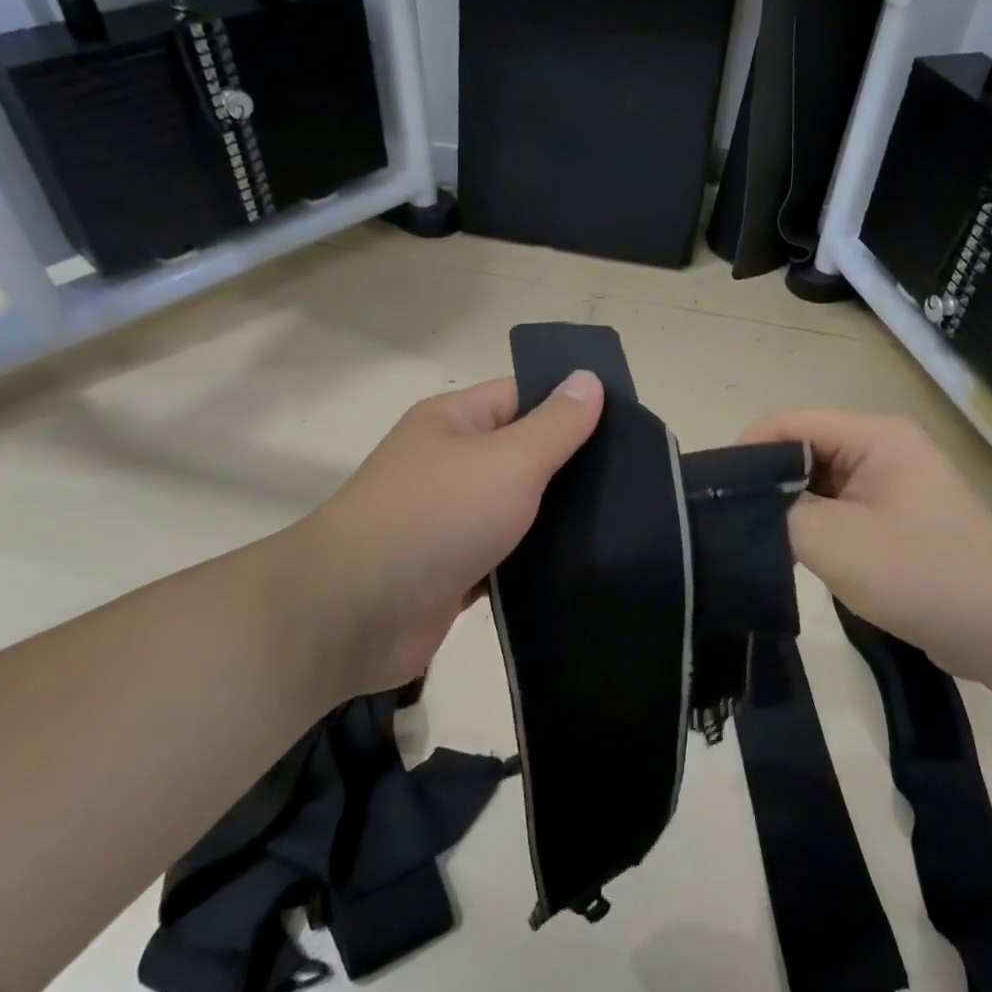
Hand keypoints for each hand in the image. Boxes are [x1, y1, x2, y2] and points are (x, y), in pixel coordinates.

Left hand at [292, 371, 603, 701]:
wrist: (355, 613)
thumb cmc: (437, 516)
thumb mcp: (508, 459)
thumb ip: (555, 424)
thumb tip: (587, 378)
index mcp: (455, 422)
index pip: (523, 396)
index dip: (573, 405)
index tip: (628, 425)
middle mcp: (450, 464)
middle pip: (524, 455)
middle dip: (573, 467)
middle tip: (636, 481)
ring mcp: (450, 520)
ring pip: (519, 510)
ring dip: (559, 519)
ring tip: (623, 523)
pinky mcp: (454, 571)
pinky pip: (507, 557)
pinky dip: (536, 561)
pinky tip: (585, 565)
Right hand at [741, 409, 991, 681]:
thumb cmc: (923, 574)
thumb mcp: (836, 542)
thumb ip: (781, 514)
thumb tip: (749, 506)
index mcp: (875, 437)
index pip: (791, 423)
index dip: (747, 449)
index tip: (713, 489)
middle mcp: (884, 449)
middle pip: (805, 450)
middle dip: (767, 481)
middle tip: (727, 519)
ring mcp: (894, 485)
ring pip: (821, 483)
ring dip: (791, 508)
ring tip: (754, 537)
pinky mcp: (898, 519)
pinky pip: (842, 509)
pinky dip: (815, 526)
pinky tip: (794, 553)